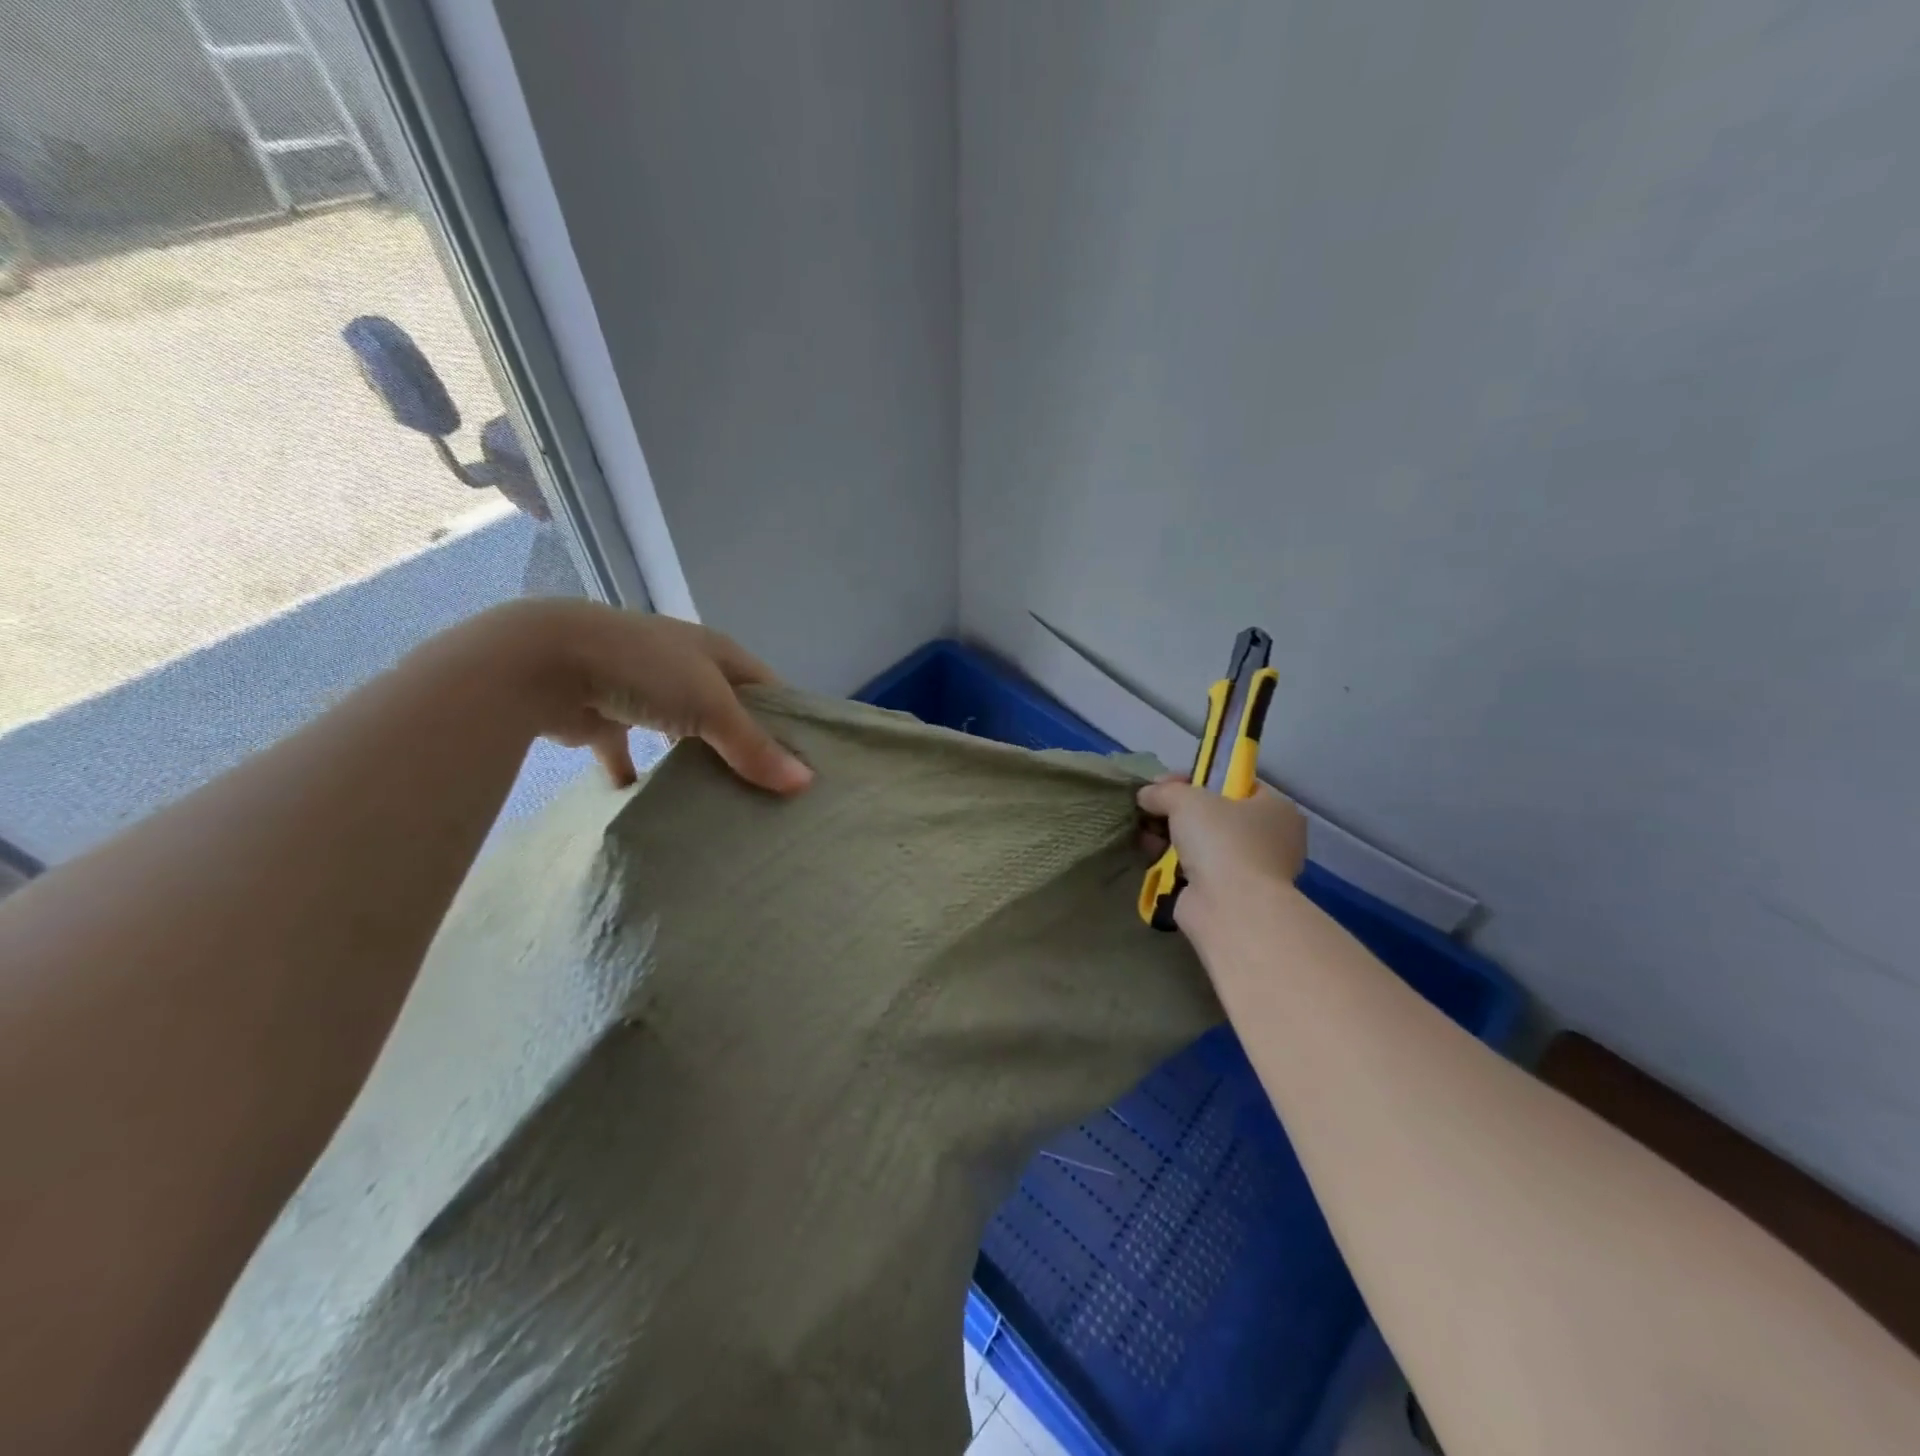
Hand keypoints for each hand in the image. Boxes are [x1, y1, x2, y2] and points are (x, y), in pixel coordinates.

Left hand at [461, 600, 814, 793]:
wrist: (543, 661)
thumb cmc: (644, 669)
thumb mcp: (711, 705)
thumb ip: (754, 746)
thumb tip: (805, 783)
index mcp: (715, 653)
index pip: (767, 688)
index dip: (787, 721)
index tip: (806, 765)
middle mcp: (684, 668)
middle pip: (726, 711)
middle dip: (744, 747)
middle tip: (770, 794)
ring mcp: (643, 691)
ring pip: (681, 731)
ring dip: (694, 759)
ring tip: (722, 801)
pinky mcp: (605, 717)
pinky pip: (627, 752)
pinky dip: (635, 775)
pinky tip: (645, 800)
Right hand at [1137, 777, 1306, 932]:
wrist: (1230, 907)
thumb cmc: (1222, 841)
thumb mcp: (1187, 799)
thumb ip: (1164, 791)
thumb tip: (1145, 795)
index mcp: (1276, 809)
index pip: (1235, 784)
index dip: (1198, 778)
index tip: (1164, 783)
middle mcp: (1271, 839)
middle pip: (1216, 815)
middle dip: (1179, 811)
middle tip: (1150, 808)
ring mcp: (1252, 871)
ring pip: (1205, 844)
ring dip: (1173, 838)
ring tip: (1144, 833)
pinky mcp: (1230, 896)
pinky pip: (1197, 870)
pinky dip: (1174, 864)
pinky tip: (1150, 856)